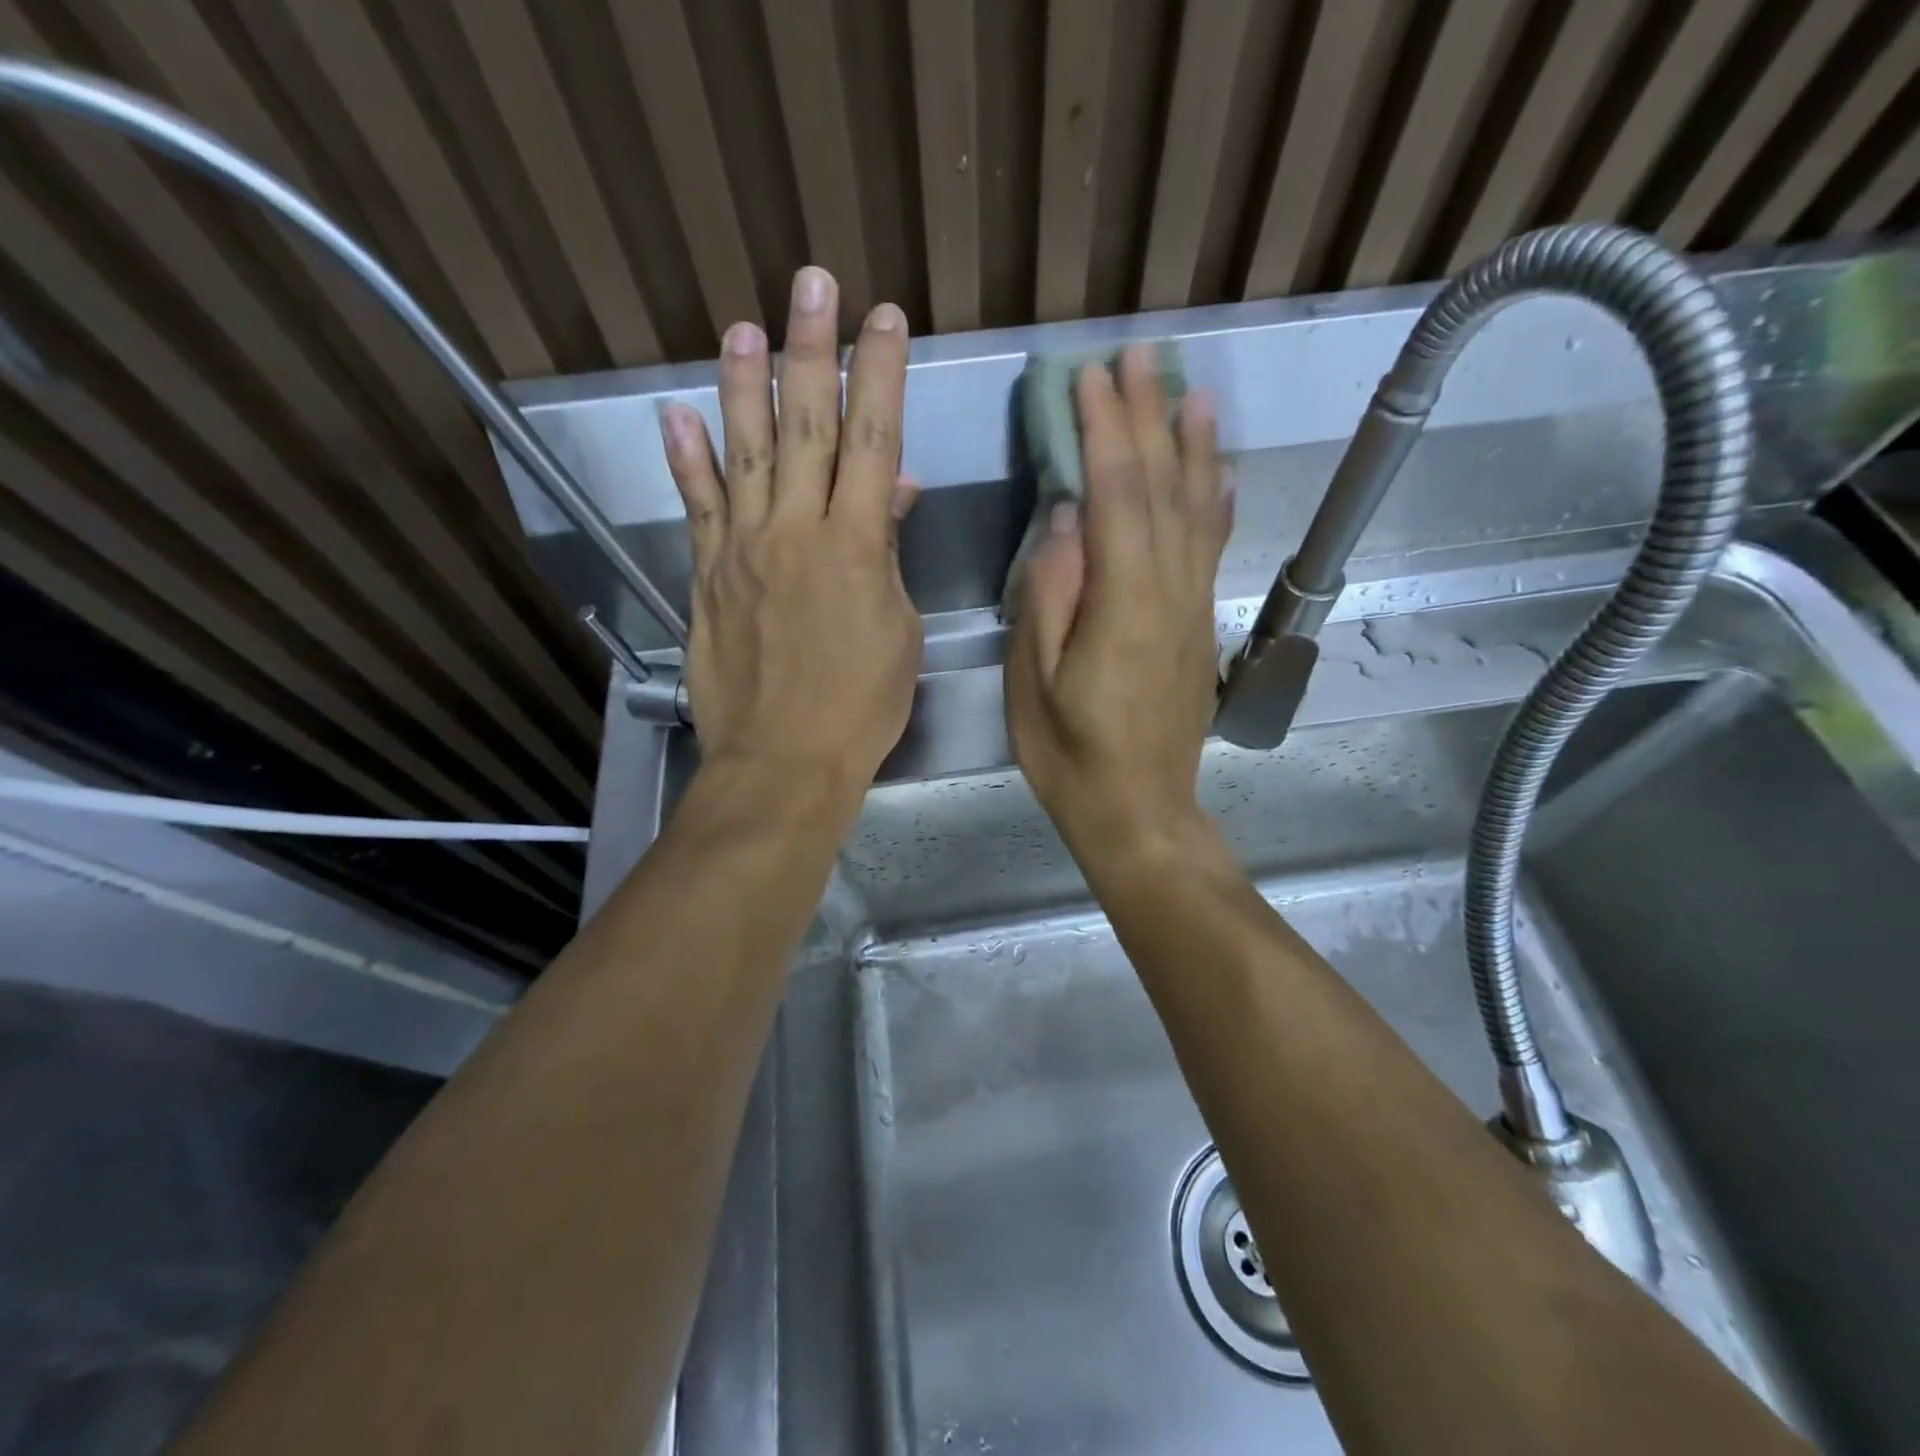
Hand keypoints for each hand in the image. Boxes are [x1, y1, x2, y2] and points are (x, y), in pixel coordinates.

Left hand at [660, 266, 920, 804]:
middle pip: (807, 425)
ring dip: (744, 385)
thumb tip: (890, 492)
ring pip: (745, 452)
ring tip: (741, 326)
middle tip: (811, 282)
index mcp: (856, 546)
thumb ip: (888, 555)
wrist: (783, 762)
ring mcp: (743, 551)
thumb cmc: (860, 706)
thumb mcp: (899, 630)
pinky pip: (697, 509)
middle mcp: (795, 532)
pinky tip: (674, 416)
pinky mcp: (707, 578)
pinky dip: (685, 461)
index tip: (885, 317)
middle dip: (813, 349)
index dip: (881, 374)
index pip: (872, 440)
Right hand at [1005, 347, 1230, 861]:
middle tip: (1141, 355)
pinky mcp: (1200, 626)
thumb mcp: (1035, 683)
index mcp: (1124, 603)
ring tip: (1192, 391)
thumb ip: (1049, 597)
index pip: (1117, 495)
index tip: (1091, 374)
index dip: (1106, 430)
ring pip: (1199, 511)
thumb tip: (1063, 521)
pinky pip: (1213, 549)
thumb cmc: (1071, 755)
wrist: (1139, 812)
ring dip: (1193, 446)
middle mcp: (1171, 592)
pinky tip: (1219, 473)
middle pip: (1163, 488)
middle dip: (1149, 417)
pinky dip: (1217, 502)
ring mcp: (1193, 608)